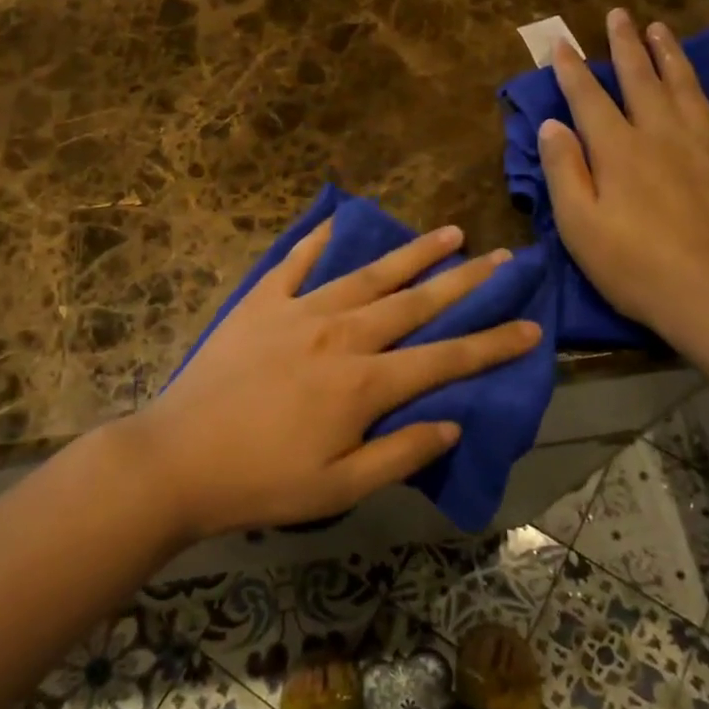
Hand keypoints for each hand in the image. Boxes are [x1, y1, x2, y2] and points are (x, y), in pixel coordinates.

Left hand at [122, 222, 542, 540]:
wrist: (177, 459)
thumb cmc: (261, 482)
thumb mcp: (339, 488)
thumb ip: (400, 454)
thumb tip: (452, 423)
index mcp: (365, 384)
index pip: (445, 358)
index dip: (493, 344)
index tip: (532, 326)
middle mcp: (342, 334)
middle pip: (416, 302)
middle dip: (465, 281)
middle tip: (503, 257)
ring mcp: (300, 311)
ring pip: (369, 274)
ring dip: (412, 253)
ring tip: (448, 232)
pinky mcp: (262, 303)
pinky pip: (297, 262)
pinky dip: (320, 240)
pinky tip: (340, 220)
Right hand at [541, 7, 708, 358]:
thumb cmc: (634, 269)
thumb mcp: (579, 227)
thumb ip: (563, 171)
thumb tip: (552, 125)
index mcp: (619, 151)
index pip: (589, 99)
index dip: (573, 70)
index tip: (562, 42)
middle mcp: (663, 136)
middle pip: (642, 80)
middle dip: (626, 46)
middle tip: (620, 14)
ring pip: (690, 90)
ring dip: (674, 57)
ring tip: (663, 29)